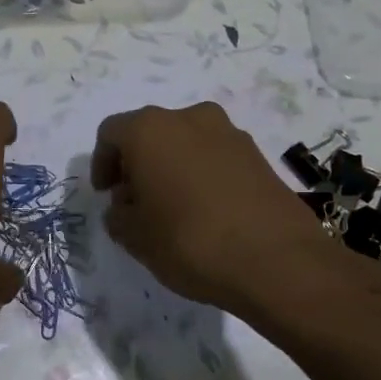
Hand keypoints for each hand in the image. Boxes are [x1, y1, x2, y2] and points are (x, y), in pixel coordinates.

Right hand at [92, 102, 371, 320]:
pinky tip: (205, 210)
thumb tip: (125, 206)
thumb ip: (119, 216)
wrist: (278, 261)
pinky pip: (215, 156)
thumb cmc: (190, 241)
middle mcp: (188, 118)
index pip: (111, 133)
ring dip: (172, 167)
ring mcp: (229, 133)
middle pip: (150, 133)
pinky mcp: (258, 154)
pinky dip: (202, 174)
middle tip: (135, 200)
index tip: (106, 195)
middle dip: (138, 163)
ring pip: (185, 143)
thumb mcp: (136, 237)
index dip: (102, 163)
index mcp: (149, 129)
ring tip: (172, 208)